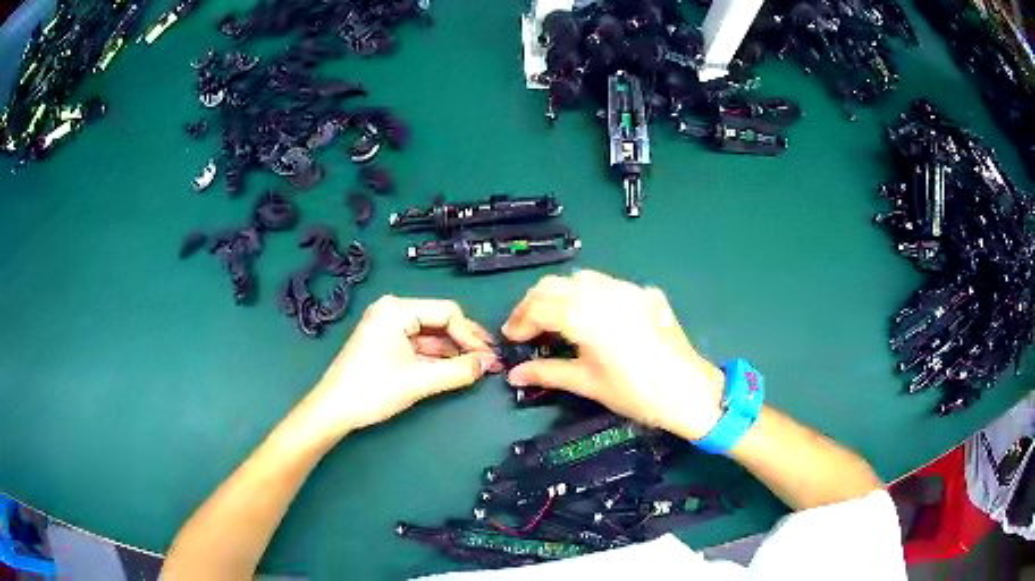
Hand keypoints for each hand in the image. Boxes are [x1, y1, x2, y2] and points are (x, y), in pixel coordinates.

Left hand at [302, 296, 500, 438]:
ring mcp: (387, 326)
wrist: (333, 410)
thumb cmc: (372, 390)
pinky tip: (454, 369)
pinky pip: (418, 345)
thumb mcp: (419, 380)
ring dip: (452, 351)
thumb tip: (490, 363)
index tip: (489, 358)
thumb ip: (458, 370)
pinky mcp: (385, 342)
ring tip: (476, 368)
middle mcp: (392, 310)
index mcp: (396, 309)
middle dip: (464, 342)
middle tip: (488, 362)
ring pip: (430, 334)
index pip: (447, 312)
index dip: (472, 335)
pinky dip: (436, 357)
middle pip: (439, 321)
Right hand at [502, 270, 725, 439]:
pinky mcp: (643, 292)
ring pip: (580, 279)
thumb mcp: (587, 383)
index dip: (520, 321)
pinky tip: (589, 316)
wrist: (688, 390)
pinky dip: (587, 294)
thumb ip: (547, 373)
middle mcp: (604, 293)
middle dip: (534, 303)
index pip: (540, 306)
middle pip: (555, 285)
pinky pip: (606, 284)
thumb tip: (514, 375)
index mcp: (587, 316)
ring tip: (553, 320)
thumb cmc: (635, 393)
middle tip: (525, 328)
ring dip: (559, 295)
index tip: (511, 338)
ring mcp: (627, 289)